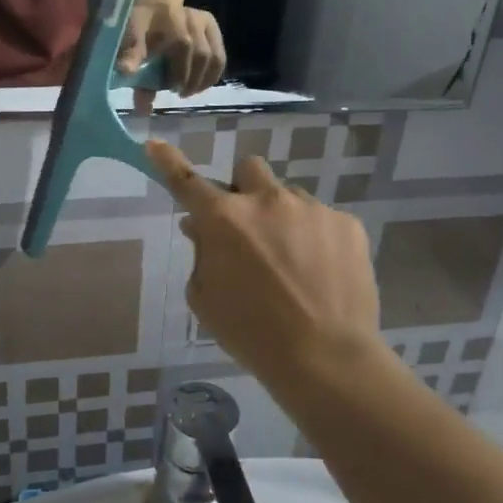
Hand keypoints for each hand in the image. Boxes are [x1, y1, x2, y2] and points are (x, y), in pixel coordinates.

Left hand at [118, 3, 226, 112]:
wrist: (151, 8)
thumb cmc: (138, 30)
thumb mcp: (129, 46)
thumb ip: (136, 75)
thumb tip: (144, 109)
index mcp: (166, 16)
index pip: (182, 43)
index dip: (180, 71)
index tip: (170, 88)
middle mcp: (188, 15)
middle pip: (200, 53)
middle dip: (189, 78)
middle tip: (176, 92)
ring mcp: (202, 20)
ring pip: (213, 57)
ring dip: (202, 80)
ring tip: (187, 91)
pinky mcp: (212, 27)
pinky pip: (220, 58)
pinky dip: (211, 76)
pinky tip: (199, 86)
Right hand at [146, 140, 379, 388]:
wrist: (325, 357)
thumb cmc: (251, 333)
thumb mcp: (206, 299)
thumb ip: (201, 254)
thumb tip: (199, 226)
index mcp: (224, 219)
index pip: (187, 181)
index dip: (168, 162)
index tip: (155, 145)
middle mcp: (267, 201)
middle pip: (249, 169)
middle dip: (245, 190)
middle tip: (250, 227)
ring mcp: (311, 208)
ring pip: (289, 196)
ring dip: (282, 217)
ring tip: (293, 263)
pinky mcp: (347, 223)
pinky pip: (323, 219)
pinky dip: (316, 238)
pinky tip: (321, 274)